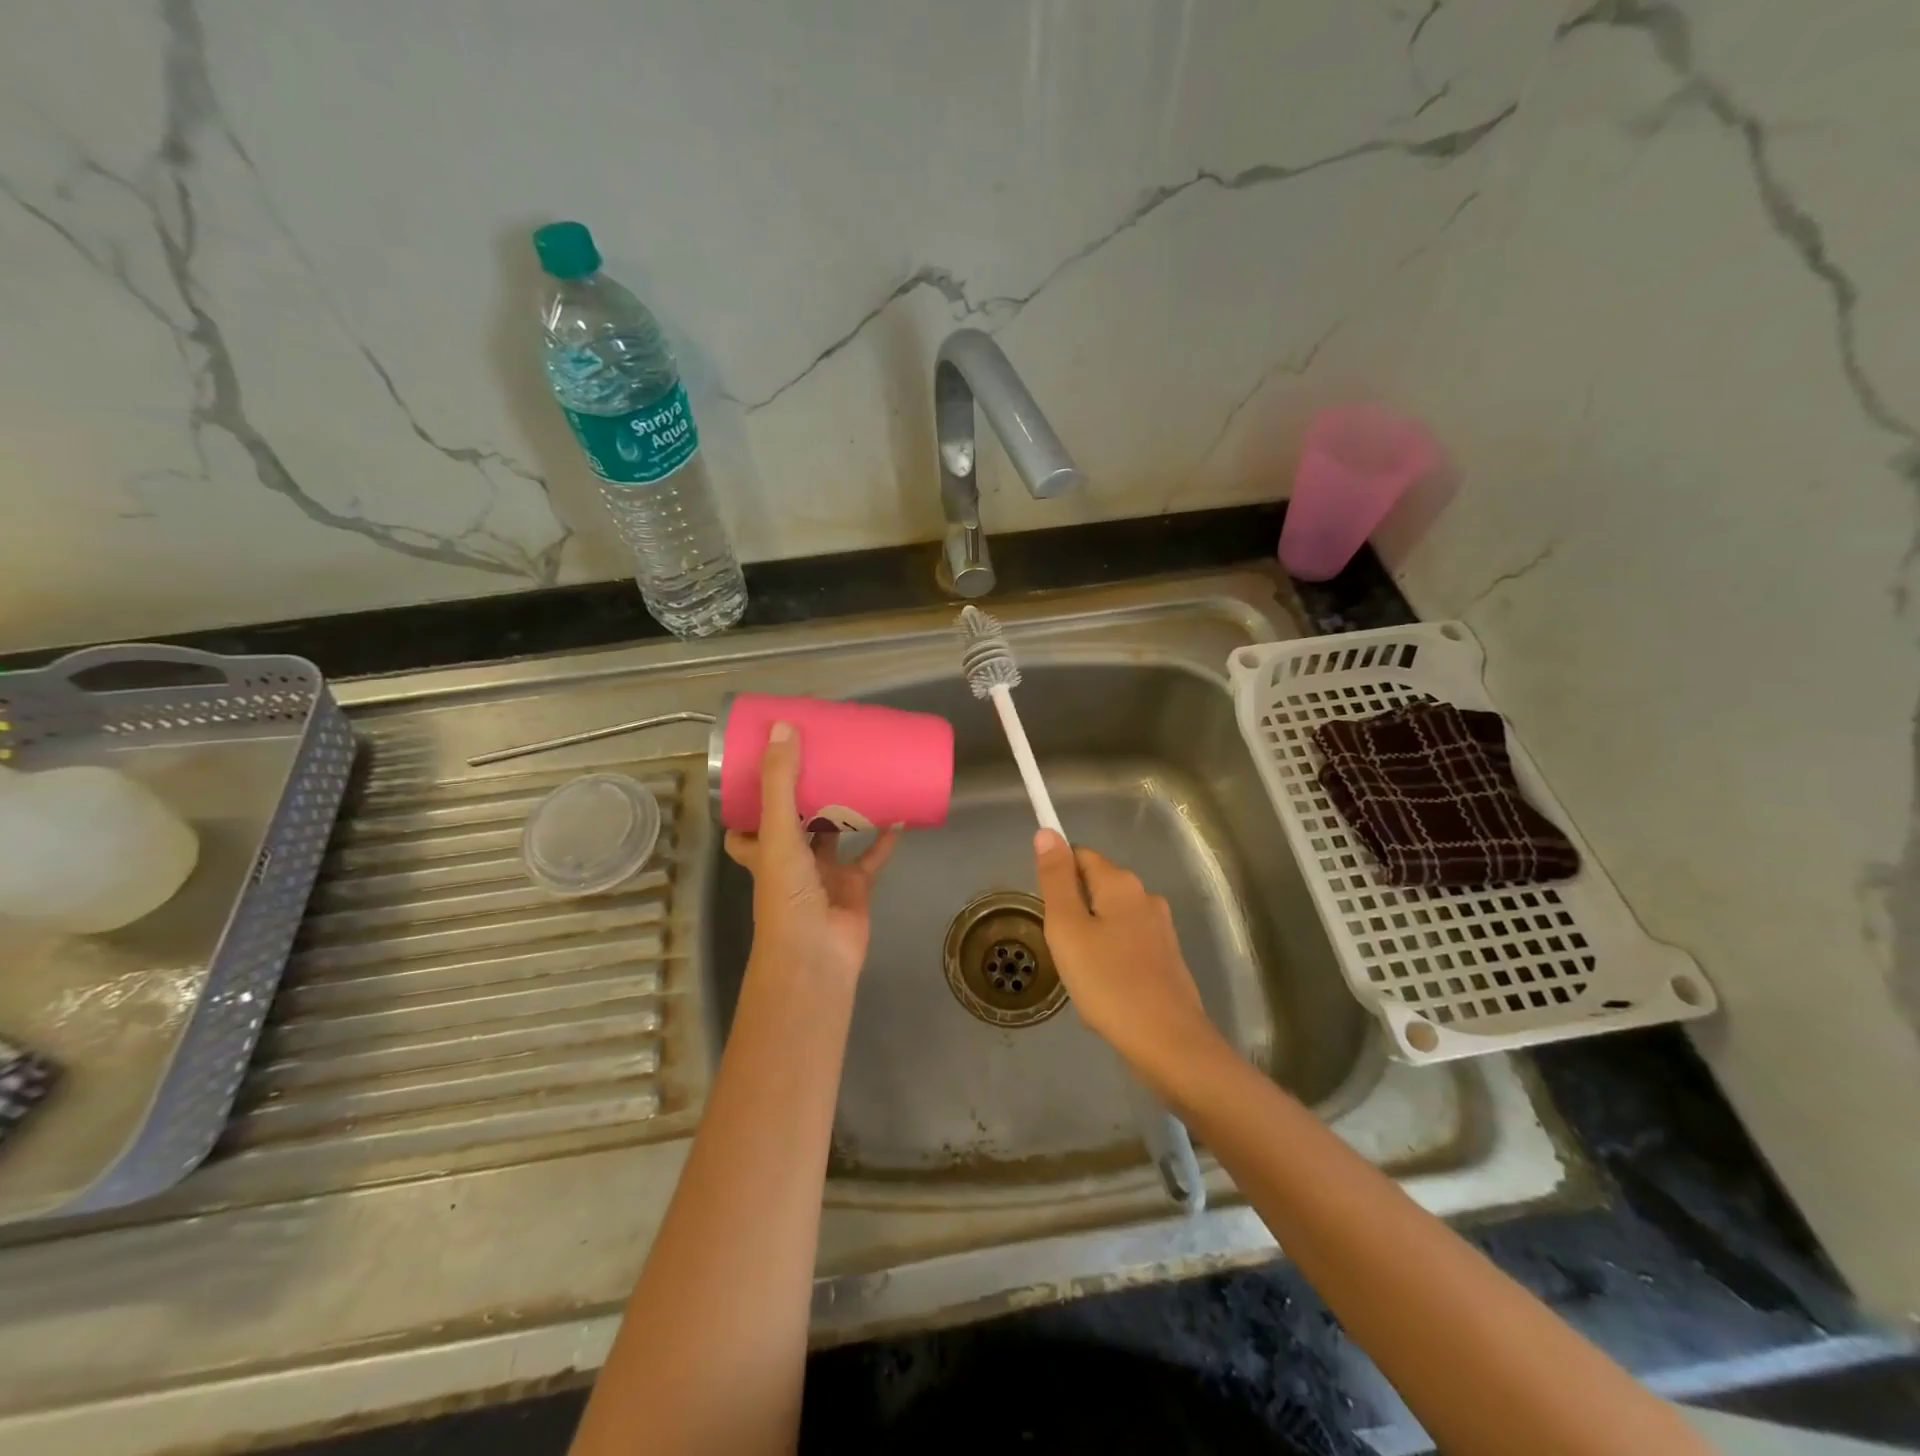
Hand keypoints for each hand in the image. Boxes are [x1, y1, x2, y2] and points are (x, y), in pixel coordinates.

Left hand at [724, 722, 900, 985]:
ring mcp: (823, 875)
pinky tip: (896, 813)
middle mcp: (789, 861)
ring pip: (833, 836)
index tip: (765, 767)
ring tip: (857, 775)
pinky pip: (871, 858)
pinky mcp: (854, 887)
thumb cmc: (787, 896)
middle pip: (793, 824)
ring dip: (843, 810)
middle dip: (803, 795)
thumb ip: (781, 783)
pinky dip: (883, 839)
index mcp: (762, 850)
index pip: (745, 824)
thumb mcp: (778, 833)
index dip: (750, 799)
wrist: (817, 956)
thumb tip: (782, 727)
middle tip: (820, 759)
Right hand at [1032, 828, 1224, 1085]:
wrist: (1168, 1043)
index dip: (1057, 878)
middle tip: (1062, 950)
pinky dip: (1110, 958)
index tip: (1048, 914)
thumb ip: (1055, 879)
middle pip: (1095, 887)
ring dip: (1090, 937)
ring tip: (1082, 975)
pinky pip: (1127, 943)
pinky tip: (1105, 989)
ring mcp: (1161, 929)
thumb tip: (1047, 832)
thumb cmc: (1108, 983)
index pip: (1079, 856)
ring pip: (1110, 918)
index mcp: (1121, 884)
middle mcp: (1146, 897)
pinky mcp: (1168, 958)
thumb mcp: (1067, 928)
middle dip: (1073, 912)